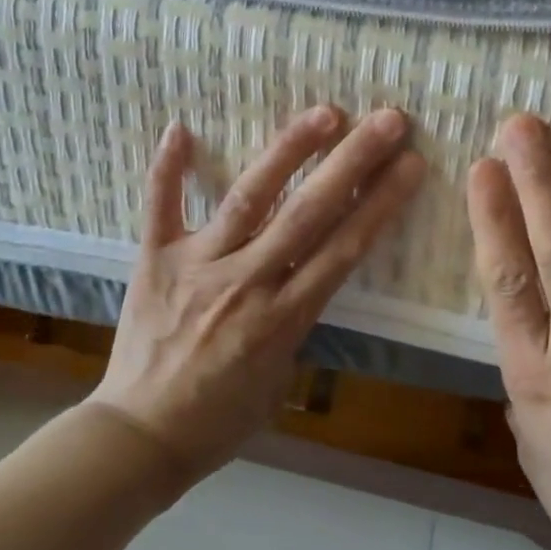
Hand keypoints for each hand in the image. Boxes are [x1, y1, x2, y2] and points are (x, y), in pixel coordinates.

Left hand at [92, 106, 425, 480]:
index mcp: (283, 318)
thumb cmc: (218, 420)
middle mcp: (246, 282)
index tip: (410, 164)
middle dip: (352, 163)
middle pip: (308, 213)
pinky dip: (168, 169)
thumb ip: (295, 323)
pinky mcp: (155, 260)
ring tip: (324, 112)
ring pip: (249, 198)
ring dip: (288, 152)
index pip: (344, 249)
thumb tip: (306, 280)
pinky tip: (181, 128)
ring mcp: (198, 265)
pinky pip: (160, 207)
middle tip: (387, 120)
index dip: (380, 203)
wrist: (140, 437)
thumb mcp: (278, 380)